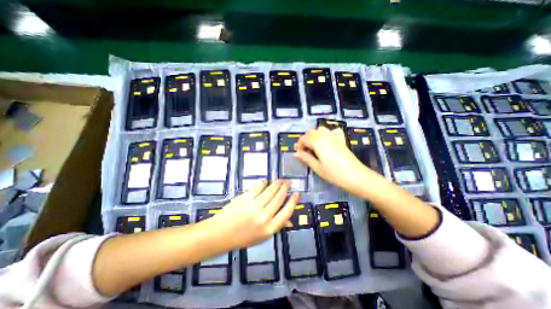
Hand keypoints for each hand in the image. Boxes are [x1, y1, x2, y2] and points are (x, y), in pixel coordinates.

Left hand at [210, 180, 299, 249]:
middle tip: (288, 182)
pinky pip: (258, 188)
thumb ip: (276, 226)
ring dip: (276, 184)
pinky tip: (265, 181)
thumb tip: (290, 220)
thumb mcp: (261, 237)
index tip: (297, 194)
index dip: (293, 202)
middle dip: (285, 188)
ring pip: (270, 191)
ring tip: (280, 180)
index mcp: (269, 229)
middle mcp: (264, 216)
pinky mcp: (245, 198)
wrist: (219, 234)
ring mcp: (254, 206)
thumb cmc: (241, 238)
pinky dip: (263, 183)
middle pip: (279, 199)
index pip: (286, 212)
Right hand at [292, 127, 379, 194]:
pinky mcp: (341, 139)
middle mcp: (325, 135)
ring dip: (314, 137)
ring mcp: (334, 136)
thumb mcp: (317, 167)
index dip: (299, 146)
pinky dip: (327, 134)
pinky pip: (332, 131)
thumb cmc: (334, 174)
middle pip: (310, 132)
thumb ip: (305, 158)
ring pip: (320, 130)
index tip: (300, 155)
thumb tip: (295, 153)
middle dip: (305, 141)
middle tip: (306, 153)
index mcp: (317, 142)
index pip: (303, 138)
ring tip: (315, 148)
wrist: (356, 176)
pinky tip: (327, 142)